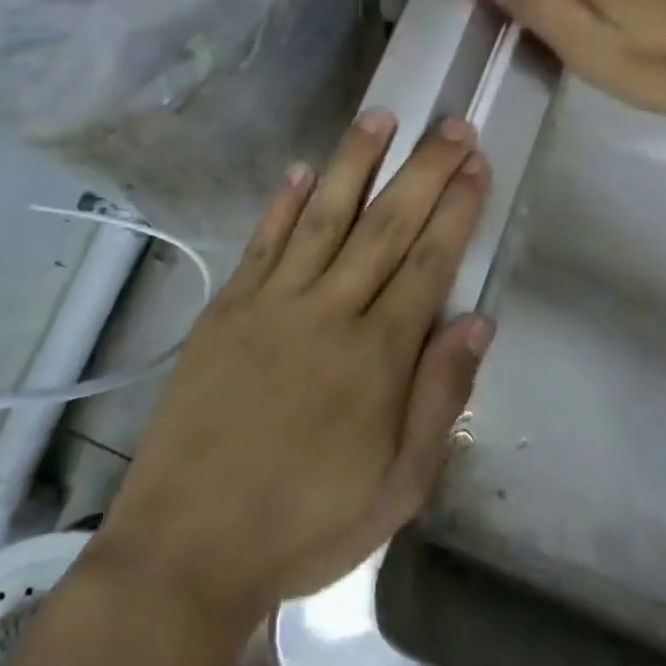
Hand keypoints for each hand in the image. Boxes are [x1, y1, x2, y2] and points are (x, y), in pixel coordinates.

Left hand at [86, 112, 491, 637]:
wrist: (187, 548)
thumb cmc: (305, 524)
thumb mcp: (397, 487)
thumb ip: (440, 398)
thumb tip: (478, 321)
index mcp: (376, 355)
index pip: (429, 262)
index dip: (456, 208)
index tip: (475, 164)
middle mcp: (328, 312)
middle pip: (386, 225)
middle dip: (423, 170)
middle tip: (450, 125)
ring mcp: (271, 304)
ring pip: (323, 216)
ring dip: (354, 163)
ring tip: (380, 117)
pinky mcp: (227, 310)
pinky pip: (262, 243)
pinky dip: (282, 203)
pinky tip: (300, 170)